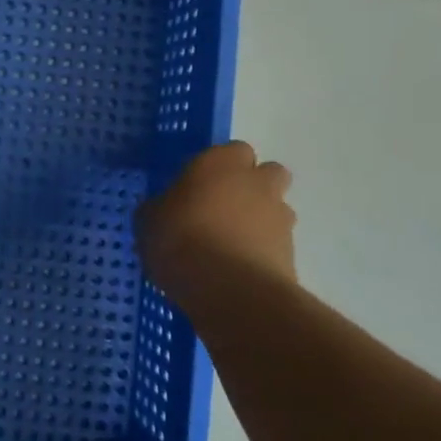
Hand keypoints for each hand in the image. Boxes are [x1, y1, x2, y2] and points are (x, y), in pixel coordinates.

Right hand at [136, 141, 296, 296]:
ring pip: (276, 208)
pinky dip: (262, 250)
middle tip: (222, 207)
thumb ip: (161, 207)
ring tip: (230, 244)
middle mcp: (256, 182)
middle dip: (252, 186)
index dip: (218, 166)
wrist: (231, 290)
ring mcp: (279, 217)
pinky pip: (276, 243)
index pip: (231, 150)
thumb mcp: (148, 221)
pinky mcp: (292, 252)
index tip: (198, 185)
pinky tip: (238, 269)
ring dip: (260, 219)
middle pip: (267, 172)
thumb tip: (164, 209)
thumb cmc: (180, 241)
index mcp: (220, 163)